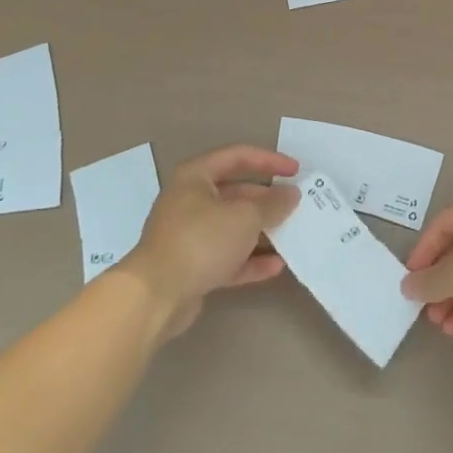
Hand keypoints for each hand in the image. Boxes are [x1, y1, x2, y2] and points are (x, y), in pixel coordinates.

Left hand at [121, 146, 300, 339]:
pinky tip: (276, 266)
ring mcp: (190, 236)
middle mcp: (190, 201)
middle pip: (236, 193)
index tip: (296, 171)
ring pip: (233, 227)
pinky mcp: (192, 267)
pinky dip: (250, 260)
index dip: (269, 160)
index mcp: (196, 177)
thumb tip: (291, 194)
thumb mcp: (245, 216)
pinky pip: (227, 257)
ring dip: (262, 232)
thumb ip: (272, 204)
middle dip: (267, 200)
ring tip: (292, 234)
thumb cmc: (201, 240)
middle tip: (296, 205)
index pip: (238, 157)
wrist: (156, 296)